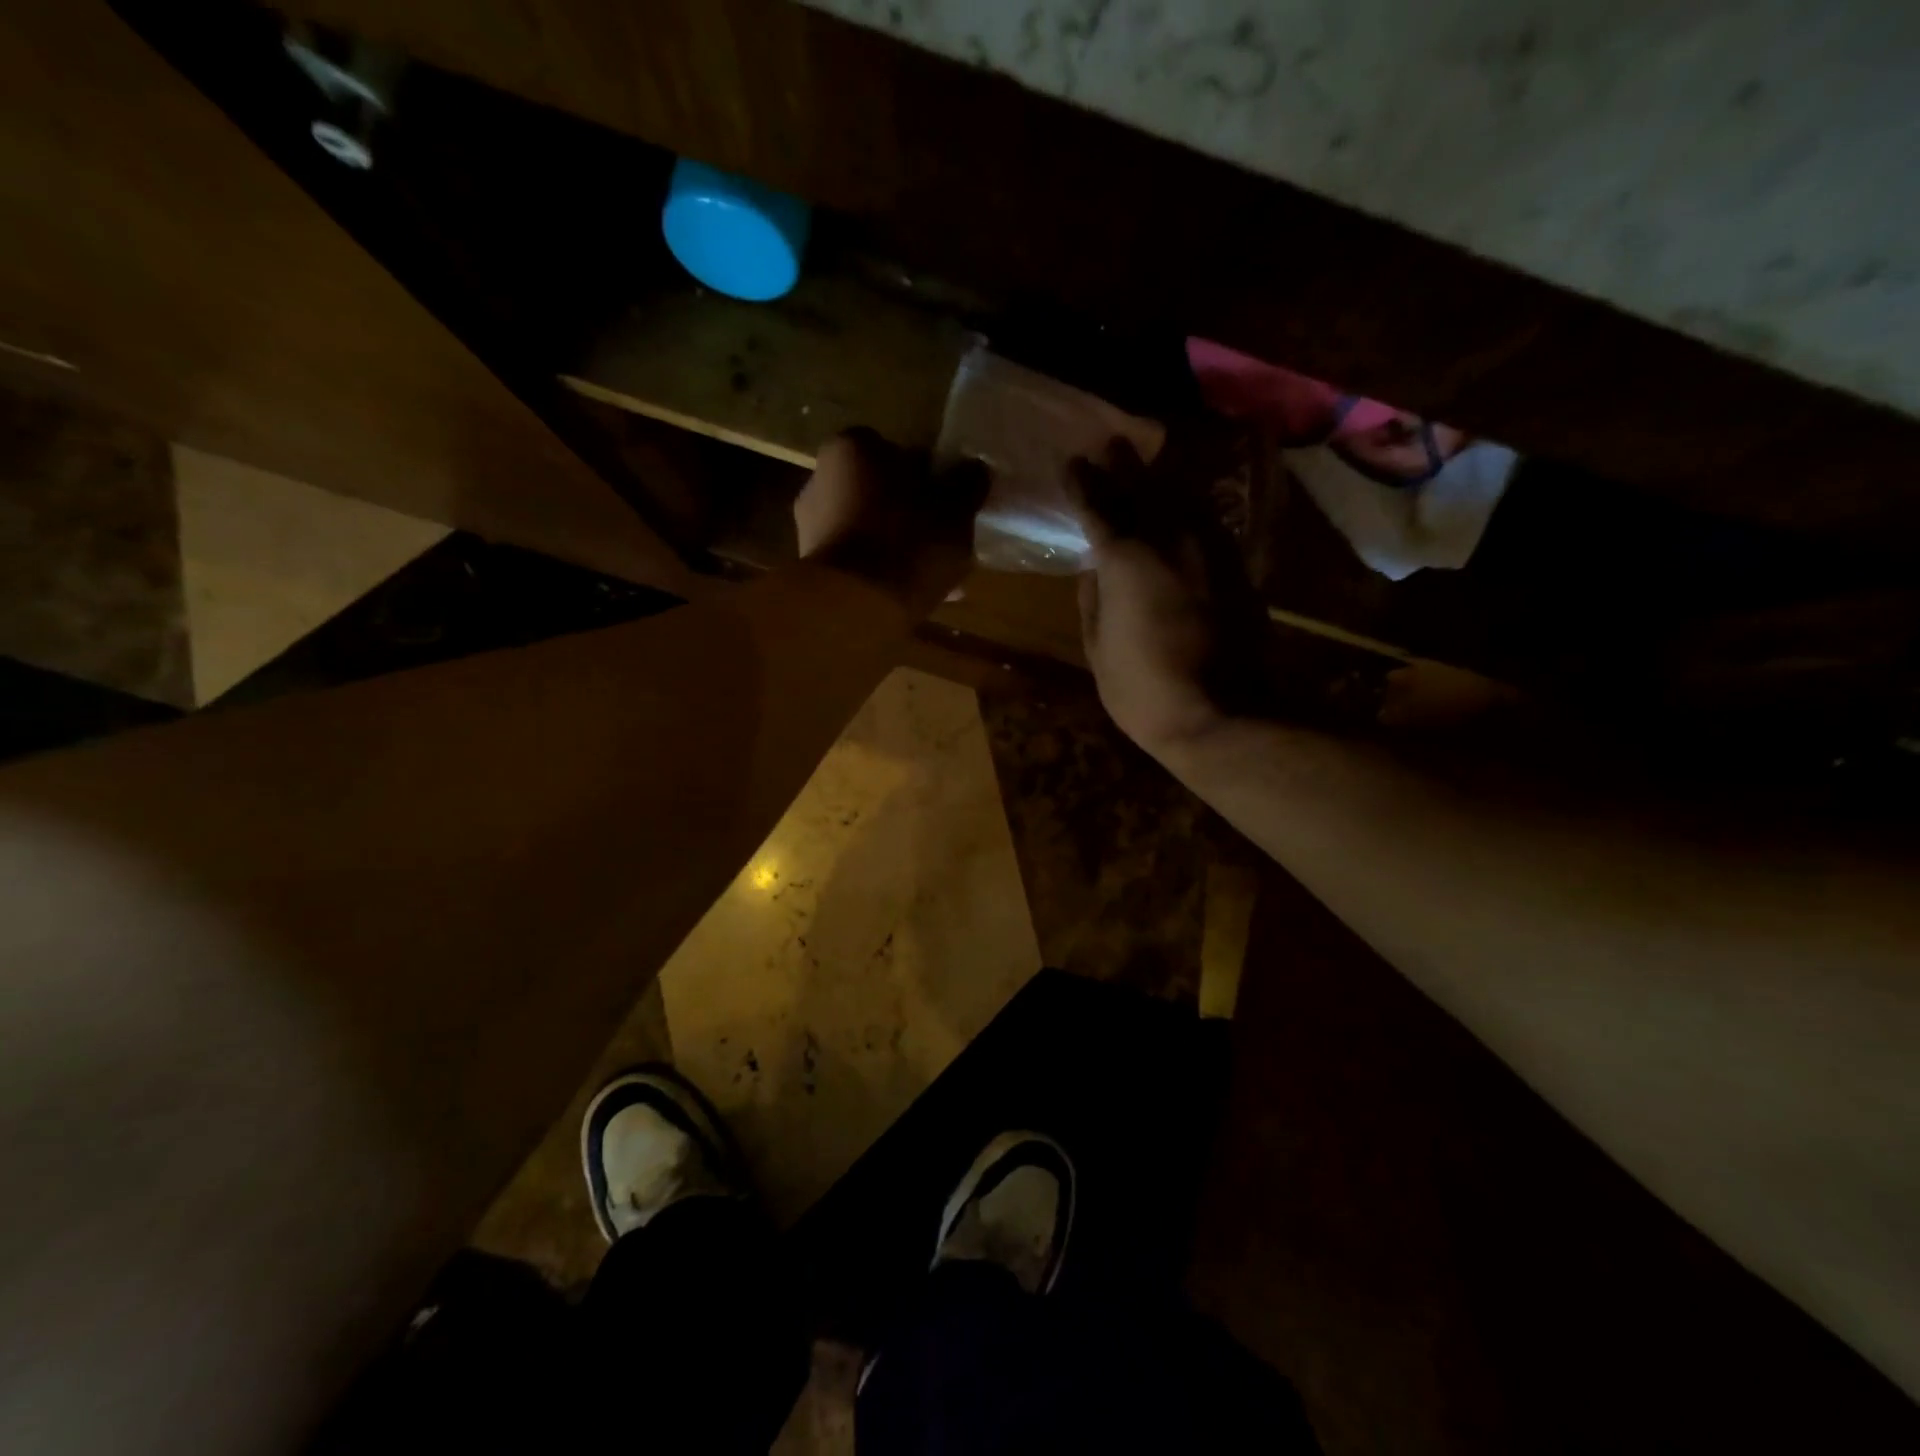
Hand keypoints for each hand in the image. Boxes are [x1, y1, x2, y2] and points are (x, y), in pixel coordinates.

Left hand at [795, 429, 988, 616]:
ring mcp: (810, 525)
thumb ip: (967, 484)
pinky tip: (910, 597)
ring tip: (934, 578)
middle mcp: (820, 478)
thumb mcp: (955, 511)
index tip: (950, 505)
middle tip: (944, 542)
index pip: (899, 452)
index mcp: (853, 447)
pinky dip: (881, 574)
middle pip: (881, 494)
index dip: (930, 479)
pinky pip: (857, 563)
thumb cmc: (908, 543)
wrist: (856, 606)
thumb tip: (973, 469)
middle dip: (912, 516)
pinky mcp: (812, 568)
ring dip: (898, 549)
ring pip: (869, 531)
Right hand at [1070, 440, 1273, 756]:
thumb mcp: (1098, 650)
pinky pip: (1208, 524)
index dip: (1083, 483)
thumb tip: (1093, 572)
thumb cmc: (1144, 691)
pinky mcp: (1237, 568)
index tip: (1072, 462)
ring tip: (1149, 463)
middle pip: (1144, 489)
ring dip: (1162, 479)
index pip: (1098, 506)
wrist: (1222, 715)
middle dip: (1124, 465)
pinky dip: (1190, 510)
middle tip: (1111, 443)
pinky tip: (1184, 508)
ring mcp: (1210, 551)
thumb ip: (1092, 602)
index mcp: (1126, 560)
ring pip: (1182, 499)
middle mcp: (1170, 540)